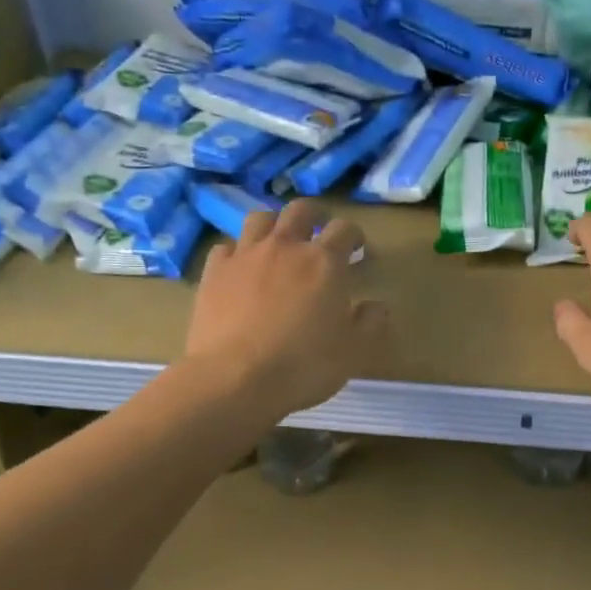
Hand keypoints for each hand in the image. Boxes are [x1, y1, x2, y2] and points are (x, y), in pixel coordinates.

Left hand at [183, 199, 387, 419]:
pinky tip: (240, 268)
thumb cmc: (302, 366)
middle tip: (319, 229)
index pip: (344, 229)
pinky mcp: (214, 272)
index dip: (354, 235)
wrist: (234, 379)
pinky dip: (237, 252)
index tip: (357, 249)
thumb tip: (376, 305)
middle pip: (300, 210)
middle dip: (314, 215)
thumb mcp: (353, 352)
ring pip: (260, 219)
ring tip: (277, 241)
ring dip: (274, 224)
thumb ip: (370, 323)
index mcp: (324, 262)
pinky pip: (226, 248)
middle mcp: (285, 247)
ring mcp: (245, 256)